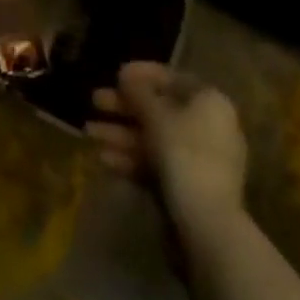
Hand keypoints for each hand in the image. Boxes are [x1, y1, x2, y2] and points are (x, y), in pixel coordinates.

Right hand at [88, 62, 247, 233]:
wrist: (207, 226)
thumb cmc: (184, 155)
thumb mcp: (156, 116)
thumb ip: (138, 92)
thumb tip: (126, 74)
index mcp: (210, 102)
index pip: (173, 79)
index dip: (142, 74)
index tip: (115, 74)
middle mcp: (209, 127)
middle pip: (160, 109)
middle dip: (124, 107)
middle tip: (95, 101)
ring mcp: (200, 160)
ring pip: (155, 139)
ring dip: (121, 134)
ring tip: (88, 133)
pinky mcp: (188, 188)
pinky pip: (157, 164)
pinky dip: (132, 159)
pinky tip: (103, 159)